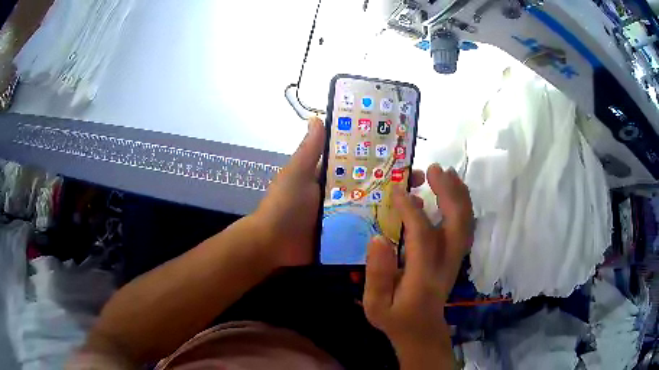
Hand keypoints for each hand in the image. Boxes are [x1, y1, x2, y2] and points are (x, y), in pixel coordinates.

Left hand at [249, 116, 425, 268]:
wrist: (271, 245)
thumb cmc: (284, 206)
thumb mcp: (295, 174)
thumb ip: (309, 151)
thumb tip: (318, 117)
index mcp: (331, 178)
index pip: (362, 163)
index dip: (383, 158)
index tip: (405, 155)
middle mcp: (341, 196)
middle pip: (374, 187)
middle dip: (397, 184)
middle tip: (420, 183)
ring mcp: (345, 219)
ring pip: (376, 210)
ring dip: (397, 208)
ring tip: (419, 207)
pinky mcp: (345, 239)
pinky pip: (368, 233)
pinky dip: (385, 232)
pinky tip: (405, 232)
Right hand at [363, 164, 472, 367]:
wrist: (422, 331)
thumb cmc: (396, 319)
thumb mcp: (375, 305)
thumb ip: (377, 275)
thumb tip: (378, 238)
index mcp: (424, 275)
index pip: (423, 236)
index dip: (411, 210)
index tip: (396, 189)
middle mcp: (446, 263)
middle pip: (457, 223)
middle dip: (448, 193)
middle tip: (434, 169)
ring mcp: (455, 259)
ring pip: (466, 223)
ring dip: (459, 195)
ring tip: (446, 172)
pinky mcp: (456, 257)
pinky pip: (465, 226)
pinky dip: (463, 205)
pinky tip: (453, 191)